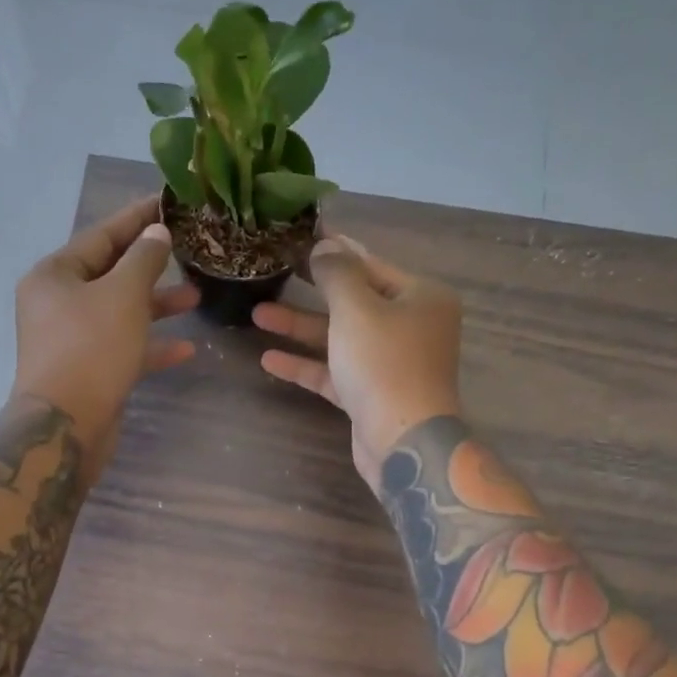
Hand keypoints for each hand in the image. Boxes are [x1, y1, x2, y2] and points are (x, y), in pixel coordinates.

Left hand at [12, 194, 198, 481]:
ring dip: (157, 305)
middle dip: (151, 265)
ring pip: (121, 313)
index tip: (166, 202)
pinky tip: (187, 349)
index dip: (136, 218)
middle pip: (111, 274)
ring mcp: (73, 340)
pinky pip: (124, 348)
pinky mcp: (89, 371)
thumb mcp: (123, 295)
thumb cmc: (91, 349)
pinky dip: (152, 346)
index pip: (101, 236)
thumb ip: (144, 259)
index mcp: (55, 275)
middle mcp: (58, 304)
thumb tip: (156, 233)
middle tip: (188, 250)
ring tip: (196, 297)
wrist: (65, 425)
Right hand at [253, 235, 463, 487]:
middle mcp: (410, 326)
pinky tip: (268, 359)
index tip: (303, 235)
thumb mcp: (356, 308)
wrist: (403, 441)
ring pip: (340, 337)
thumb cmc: (384, 363)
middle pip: (353, 300)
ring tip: (257, 314)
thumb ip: (337, 273)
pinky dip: (306, 364)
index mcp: (420, 296)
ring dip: (300, 327)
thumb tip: (324, 245)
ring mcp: (390, 362)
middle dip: (312, 290)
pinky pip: (334, 371)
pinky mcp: (371, 394)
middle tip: (277, 269)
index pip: (371, 264)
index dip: (335, 249)